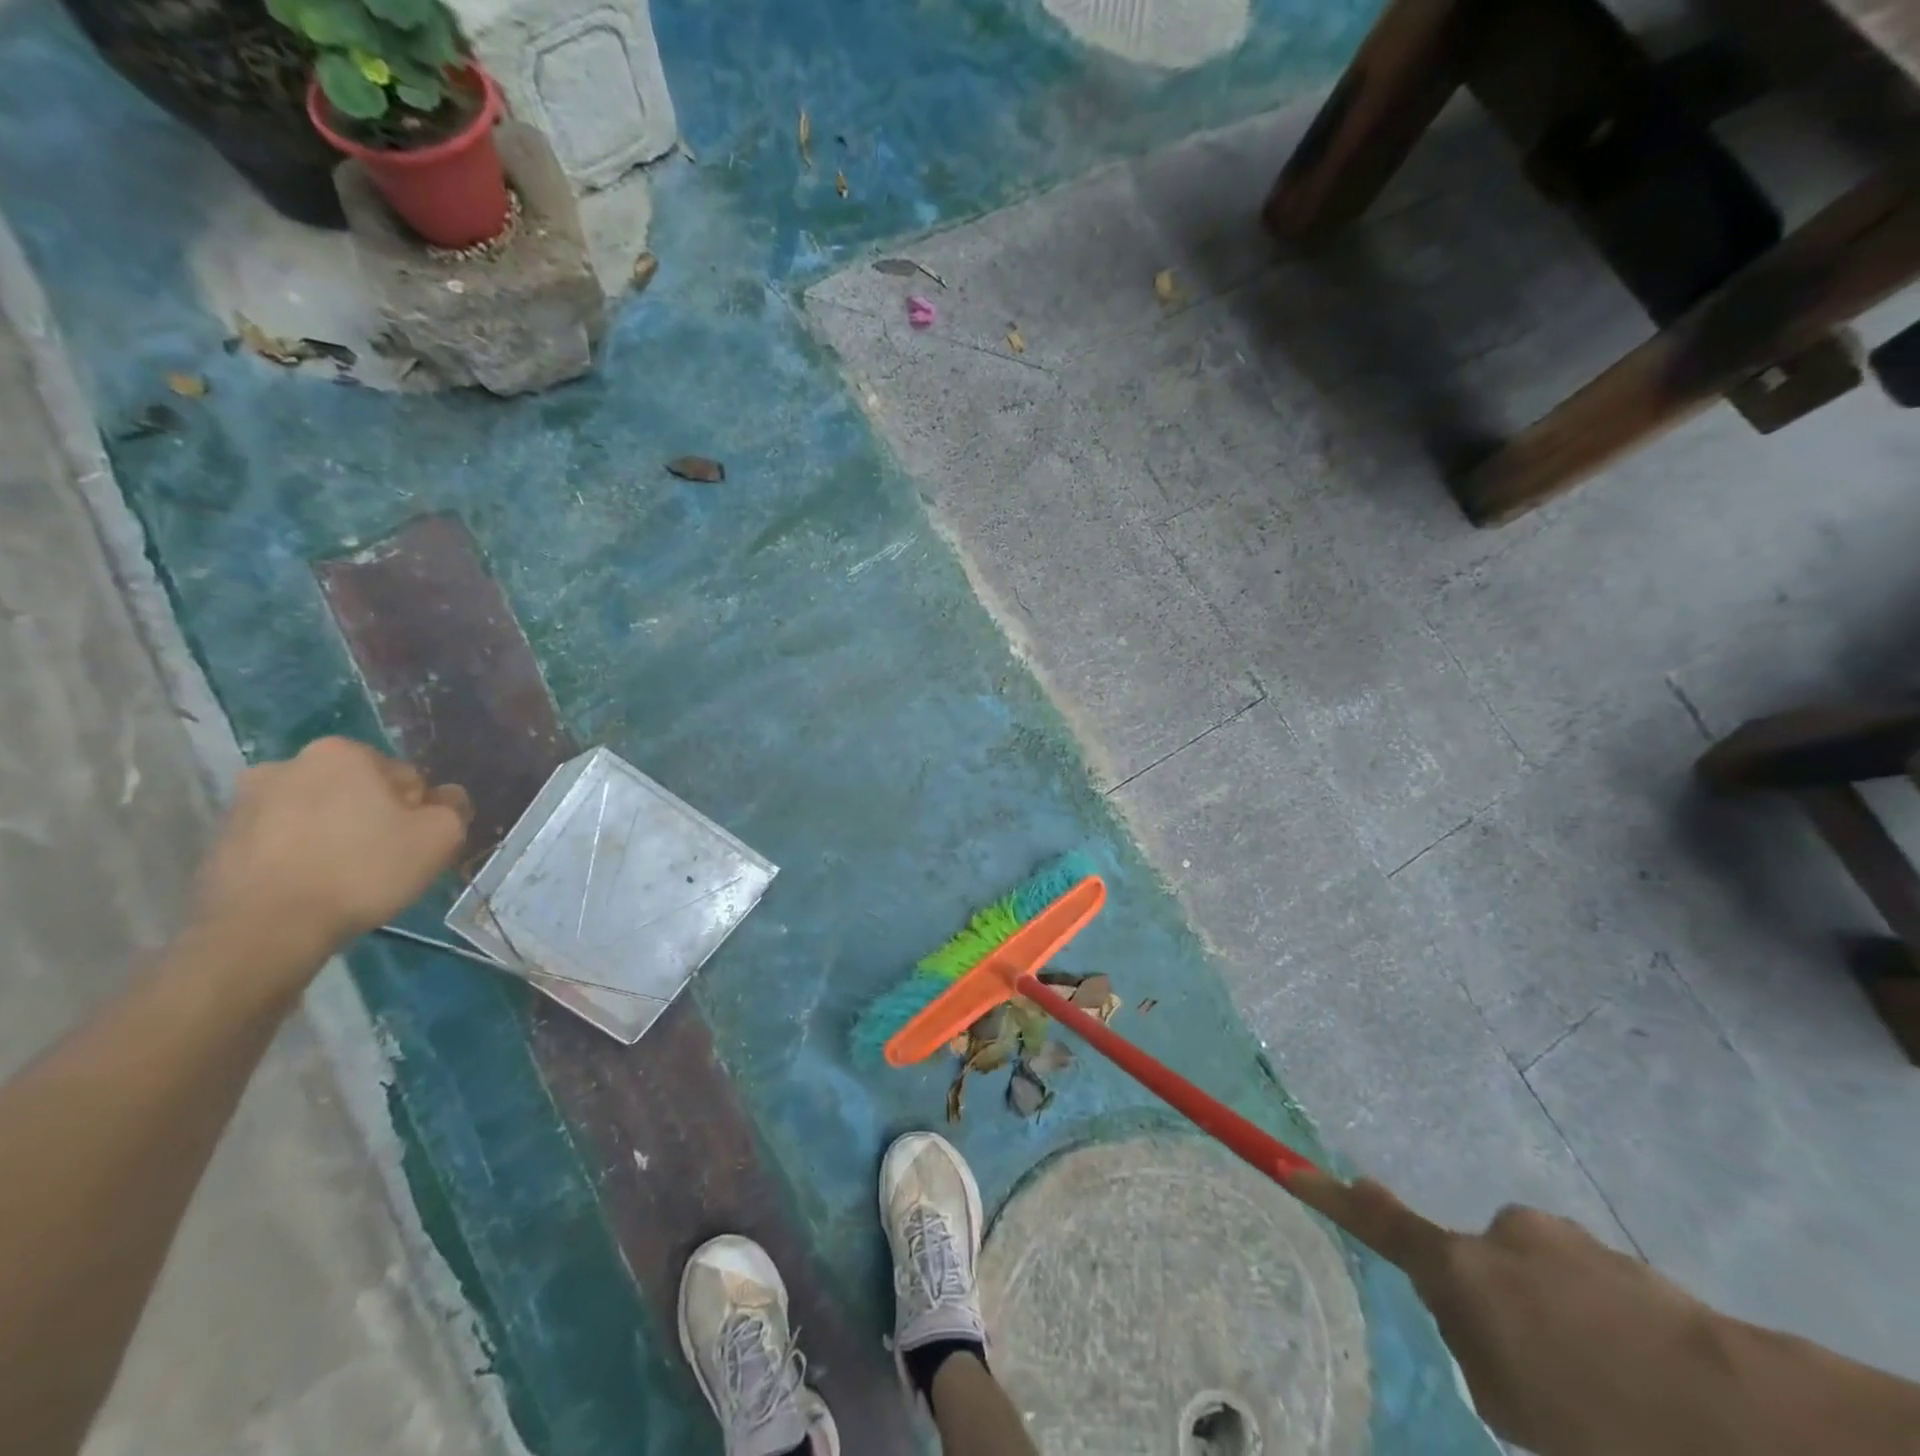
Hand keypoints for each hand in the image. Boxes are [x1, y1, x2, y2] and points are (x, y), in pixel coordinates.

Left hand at [192, 738, 471, 962]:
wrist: (264, 930)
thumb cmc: (362, 870)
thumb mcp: (440, 836)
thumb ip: (454, 806)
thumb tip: (445, 798)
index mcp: (342, 753)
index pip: (405, 778)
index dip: (417, 812)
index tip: (413, 844)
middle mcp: (288, 763)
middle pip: (357, 791)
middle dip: (373, 818)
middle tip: (383, 861)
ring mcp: (245, 801)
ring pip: (317, 814)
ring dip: (334, 835)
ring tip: (342, 878)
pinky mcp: (221, 839)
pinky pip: (281, 840)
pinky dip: (299, 856)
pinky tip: (310, 886)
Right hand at [1290, 1175, 1792, 1455]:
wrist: (1753, 1425)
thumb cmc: (1605, 1425)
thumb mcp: (1521, 1414)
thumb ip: (1480, 1356)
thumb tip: (1471, 1325)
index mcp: (1466, 1273)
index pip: (1382, 1226)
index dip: (1334, 1198)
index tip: (1291, 1166)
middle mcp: (1504, 1237)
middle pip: (1477, 1265)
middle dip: (1498, 1307)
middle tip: (1547, 1384)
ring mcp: (1568, 1242)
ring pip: (1538, 1277)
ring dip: (1557, 1320)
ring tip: (1613, 1393)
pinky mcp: (1624, 1258)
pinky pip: (1589, 1286)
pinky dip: (1602, 1326)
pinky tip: (1650, 1382)